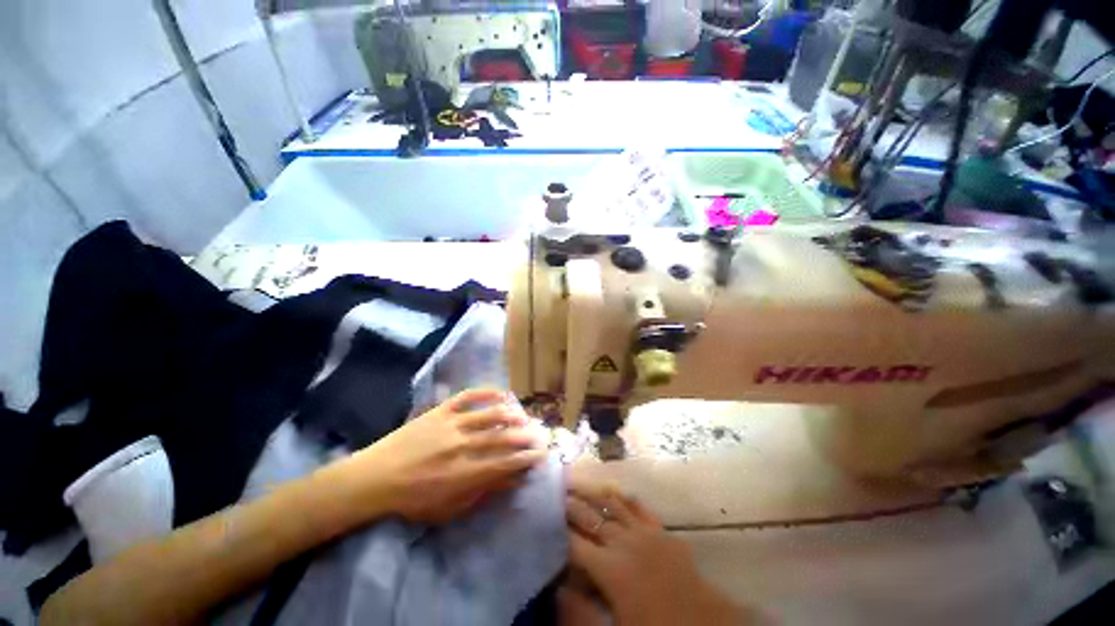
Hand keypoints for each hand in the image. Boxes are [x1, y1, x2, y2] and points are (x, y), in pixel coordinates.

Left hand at [346, 388, 547, 523]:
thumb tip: (510, 480)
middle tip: (538, 435)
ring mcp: (451, 424)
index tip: (540, 454)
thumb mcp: (448, 509)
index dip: (525, 458)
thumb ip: (481, 493)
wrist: (375, 477)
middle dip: (524, 437)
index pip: (504, 463)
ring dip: (511, 415)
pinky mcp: (441, 411)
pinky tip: (501, 393)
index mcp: (463, 474)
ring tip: (524, 417)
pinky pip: (468, 396)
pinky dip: (487, 392)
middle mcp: (461, 446)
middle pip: (501, 438)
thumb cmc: (412, 499)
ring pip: (489, 416)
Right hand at [565, 482, 748, 625]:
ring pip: (611, 503)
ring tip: (575, 480)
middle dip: (569, 503)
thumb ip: (581, 613)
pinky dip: (623, 496)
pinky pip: (638, 506)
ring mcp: (644, 531)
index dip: (556, 530)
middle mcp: (623, 541)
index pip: (574, 543)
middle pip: (590, 516)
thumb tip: (558, 588)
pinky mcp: (661, 530)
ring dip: (591, 491)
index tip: (542, 518)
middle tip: (553, 489)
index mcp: (609, 569)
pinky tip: (613, 489)